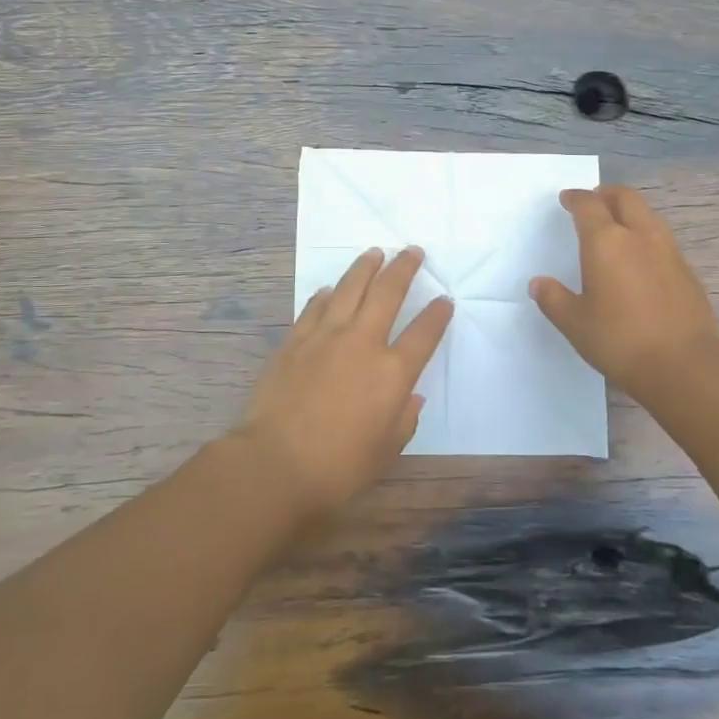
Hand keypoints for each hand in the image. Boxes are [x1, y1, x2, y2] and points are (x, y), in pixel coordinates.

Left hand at [237, 247, 452, 514]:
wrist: (274, 464)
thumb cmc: (338, 467)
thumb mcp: (386, 451)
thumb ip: (404, 419)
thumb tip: (412, 397)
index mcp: (392, 373)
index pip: (424, 333)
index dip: (438, 314)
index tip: (445, 299)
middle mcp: (363, 343)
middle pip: (388, 293)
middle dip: (404, 268)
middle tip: (413, 251)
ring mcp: (325, 337)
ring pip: (349, 289)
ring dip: (365, 267)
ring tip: (375, 253)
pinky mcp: (294, 341)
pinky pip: (315, 308)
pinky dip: (327, 295)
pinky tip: (331, 289)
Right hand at [530, 185, 718, 398]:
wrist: (684, 364)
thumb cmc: (620, 340)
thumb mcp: (575, 323)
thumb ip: (554, 299)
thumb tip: (539, 284)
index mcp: (606, 241)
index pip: (588, 205)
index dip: (576, 198)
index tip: (567, 199)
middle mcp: (639, 236)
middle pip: (625, 198)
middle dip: (606, 194)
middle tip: (593, 202)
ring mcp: (668, 250)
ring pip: (648, 215)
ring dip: (630, 212)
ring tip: (617, 227)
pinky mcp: (686, 270)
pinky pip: (662, 238)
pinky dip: (646, 235)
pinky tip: (640, 258)